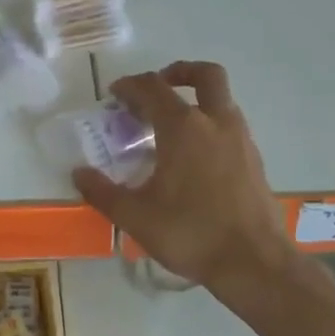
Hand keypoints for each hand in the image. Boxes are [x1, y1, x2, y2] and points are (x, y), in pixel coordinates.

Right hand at [72, 61, 293, 292]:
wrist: (254, 263)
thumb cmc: (190, 233)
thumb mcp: (135, 216)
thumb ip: (103, 192)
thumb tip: (80, 174)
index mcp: (183, 128)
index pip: (153, 88)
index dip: (130, 86)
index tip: (114, 94)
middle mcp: (216, 123)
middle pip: (205, 75)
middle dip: (179, 72)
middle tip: (158, 86)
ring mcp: (241, 140)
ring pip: (222, 100)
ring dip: (197, 100)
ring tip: (172, 126)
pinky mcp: (255, 161)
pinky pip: (230, 127)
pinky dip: (211, 126)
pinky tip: (195, 158)